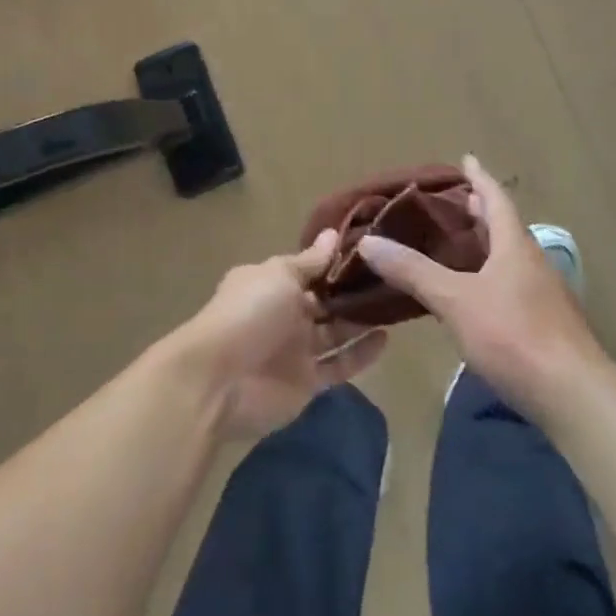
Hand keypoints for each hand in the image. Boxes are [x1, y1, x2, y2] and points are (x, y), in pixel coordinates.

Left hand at [172, 230, 388, 439]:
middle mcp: (284, 313)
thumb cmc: (249, 313)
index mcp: (272, 282)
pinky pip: (339, 364)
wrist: (221, 381)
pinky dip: (361, 353)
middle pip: (324, 299)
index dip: (335, 261)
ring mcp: (296, 349)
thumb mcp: (280, 275)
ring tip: (395, 303)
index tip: (371, 249)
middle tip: (392, 275)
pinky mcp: (307, 382)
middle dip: (351, 290)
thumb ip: (310, 261)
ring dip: (360, 320)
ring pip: (335, 331)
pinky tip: (386, 337)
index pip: (309, 268)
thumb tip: (333, 233)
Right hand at [356, 155, 601, 414]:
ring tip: (459, 243)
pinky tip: (475, 294)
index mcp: (514, 246)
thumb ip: (414, 271)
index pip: (496, 199)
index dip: (479, 178)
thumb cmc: (514, 335)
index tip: (466, 158)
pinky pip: (513, 283)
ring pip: (510, 256)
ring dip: (487, 244)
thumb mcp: (456, 300)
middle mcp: (532, 262)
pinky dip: (491, 275)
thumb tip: (368, 242)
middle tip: (455, 201)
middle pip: (505, 226)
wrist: (574, 396)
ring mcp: (543, 295)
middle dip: (481, 211)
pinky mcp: (546, 324)